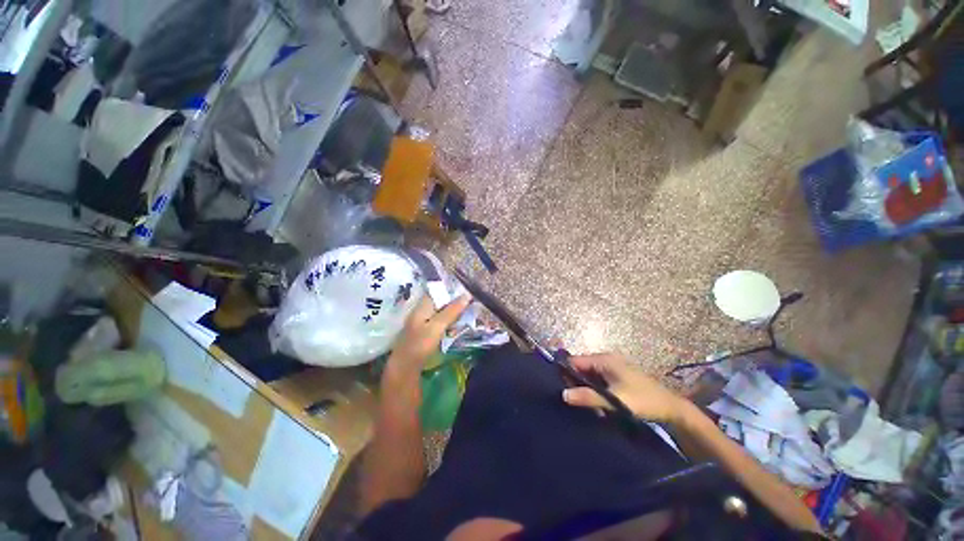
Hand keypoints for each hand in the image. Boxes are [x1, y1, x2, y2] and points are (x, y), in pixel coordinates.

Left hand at [387, 294, 471, 372]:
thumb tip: (467, 295)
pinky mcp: (424, 333)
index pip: (437, 291)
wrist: (405, 367)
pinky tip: (456, 327)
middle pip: (440, 302)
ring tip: (467, 314)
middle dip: (454, 302)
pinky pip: (439, 322)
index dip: (450, 289)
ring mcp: (422, 322)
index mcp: (422, 306)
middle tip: (470, 303)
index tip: (466, 290)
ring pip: (440, 312)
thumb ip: (452, 311)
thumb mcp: (438, 326)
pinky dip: (448, 323)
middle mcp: (421, 311)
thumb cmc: (420, 344)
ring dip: (452, 313)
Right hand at [562, 353, 690, 423]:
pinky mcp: (616, 376)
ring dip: (585, 387)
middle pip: (581, 367)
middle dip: (575, 382)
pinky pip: (598, 379)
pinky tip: (595, 403)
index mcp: (604, 360)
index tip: (559, 388)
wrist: (671, 408)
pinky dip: (594, 389)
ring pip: (589, 374)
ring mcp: (612, 367)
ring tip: (582, 403)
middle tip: (572, 400)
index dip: (565, 372)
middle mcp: (606, 360)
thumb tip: (563, 394)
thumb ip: (589, 397)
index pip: (575, 361)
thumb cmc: (643, 401)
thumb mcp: (615, 400)